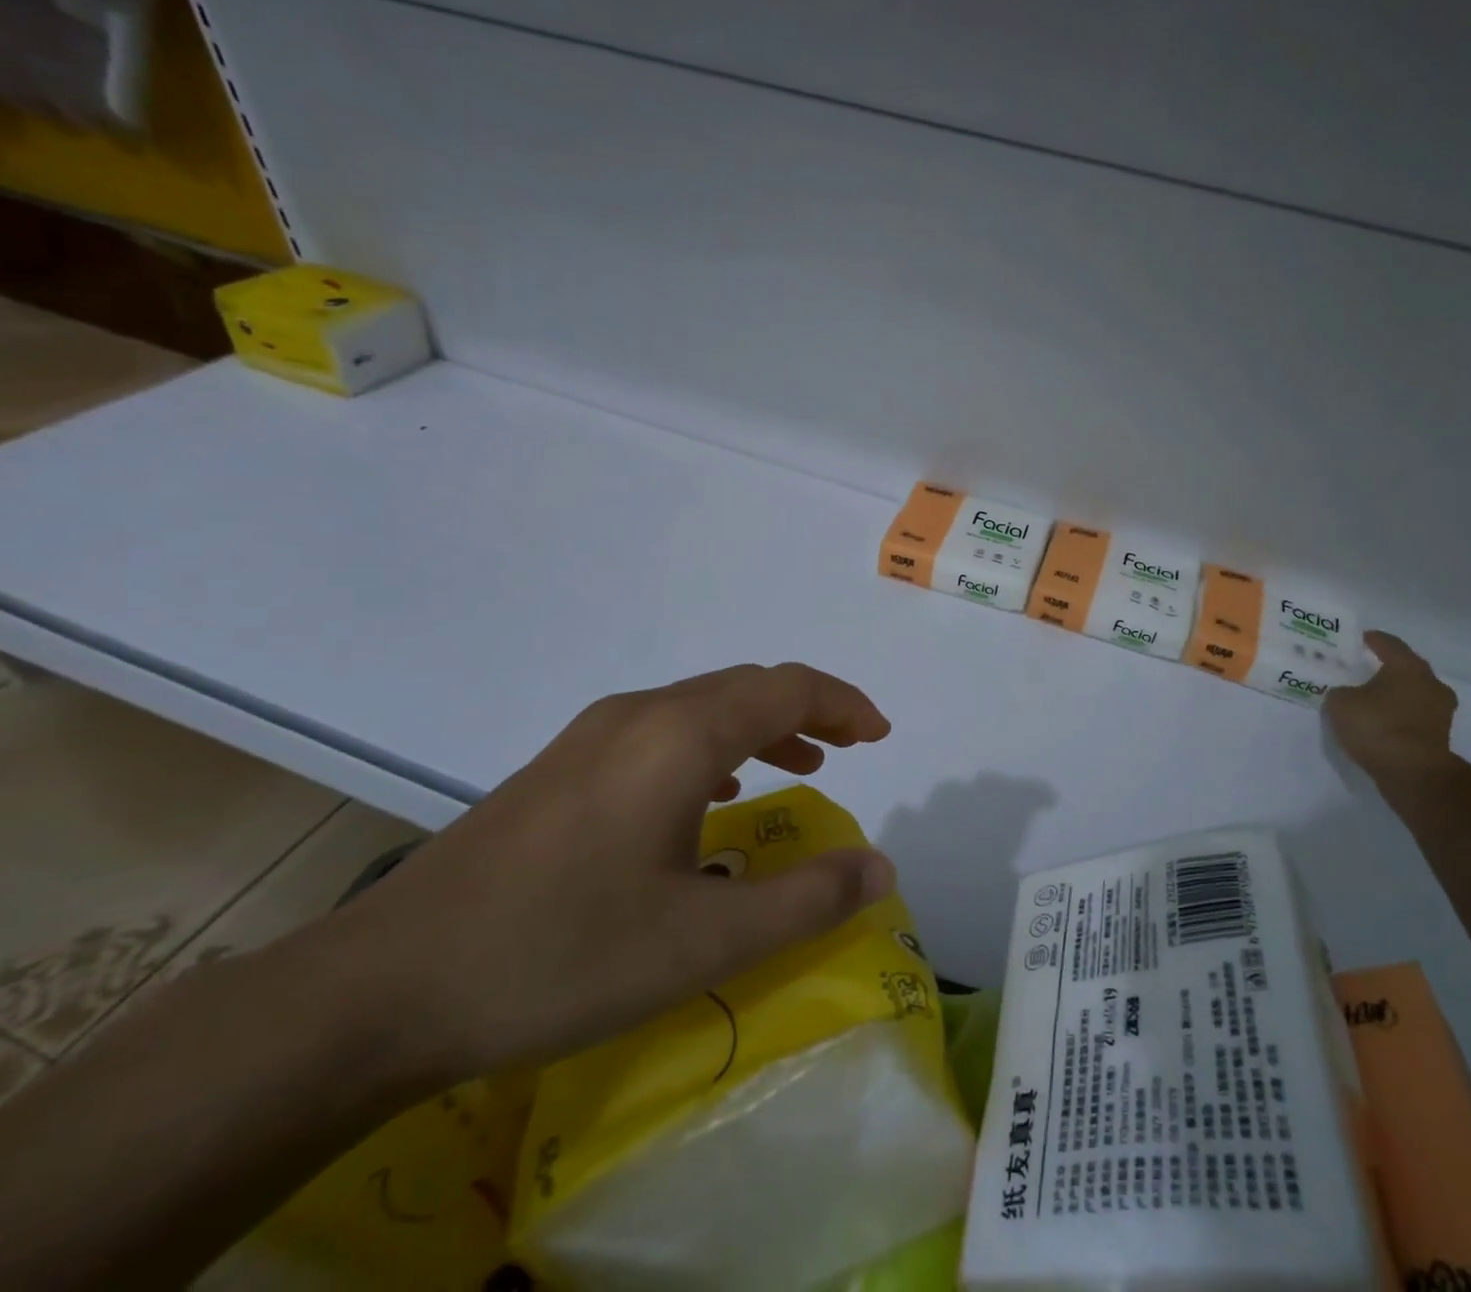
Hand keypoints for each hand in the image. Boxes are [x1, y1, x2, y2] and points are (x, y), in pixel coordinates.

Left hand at [324, 663, 895, 1083]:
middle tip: (851, 749)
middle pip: (746, 688)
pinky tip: (712, 795)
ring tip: (799, 766)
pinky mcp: (561, 767)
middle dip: (809, 711)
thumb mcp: (704, 941)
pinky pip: (662, 732)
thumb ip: (805, 899)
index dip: (844, 703)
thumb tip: (881, 867)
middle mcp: (638, 715)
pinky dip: (713, 745)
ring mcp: (591, 737)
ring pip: (702, 707)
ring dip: (761, 727)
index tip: (880, 736)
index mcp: (679, 736)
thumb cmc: (561, 955)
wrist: (382, 989)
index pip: (786, 687)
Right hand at [1324, 630, 1457, 783]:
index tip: (1359, 639)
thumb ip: (1340, 692)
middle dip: (1385, 668)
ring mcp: (1440, 711)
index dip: (1372, 640)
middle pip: (1405, 668)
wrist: (1413, 772)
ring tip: (1371, 699)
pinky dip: (1400, 715)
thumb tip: (1347, 694)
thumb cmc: (1376, 726)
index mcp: (1408, 666)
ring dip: (1395, 694)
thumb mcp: (1340, 703)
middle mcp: (1430, 683)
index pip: (1388, 644)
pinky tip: (1382, 722)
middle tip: (1363, 669)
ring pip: (1413, 693)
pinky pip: (1415, 716)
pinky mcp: (1440, 735)